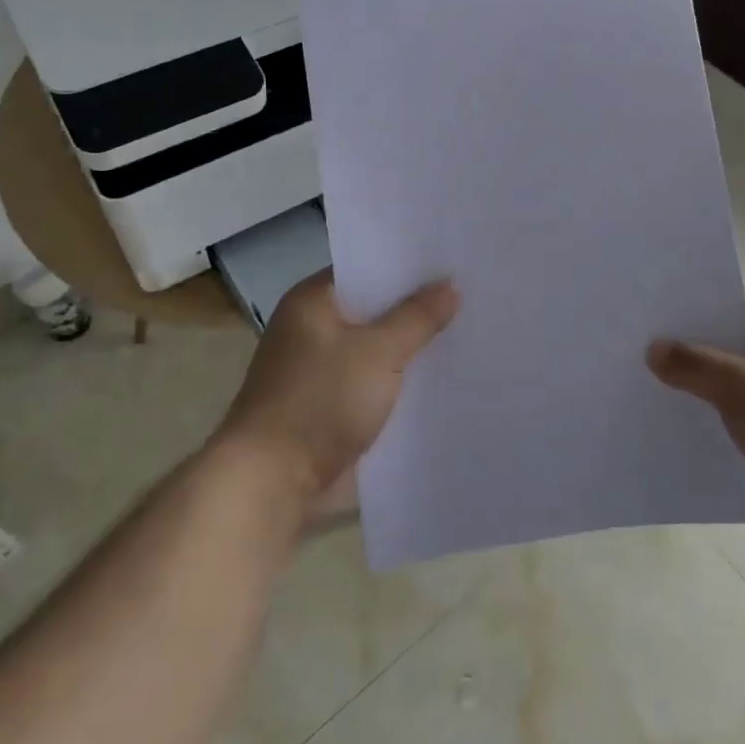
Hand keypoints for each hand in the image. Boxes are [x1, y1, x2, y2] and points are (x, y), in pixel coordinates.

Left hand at [217, 269, 458, 508]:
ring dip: (411, 348)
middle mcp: (313, 329)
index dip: (407, 265)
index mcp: (313, 302)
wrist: (274, 483)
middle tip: (471, 295)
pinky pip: (375, 383)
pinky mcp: (332, 406)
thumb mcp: (379, 352)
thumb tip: (451, 284)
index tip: (451, 260)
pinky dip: (401, 382)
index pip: (366, 268)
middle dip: (417, 308)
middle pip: (375, 309)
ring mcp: (321, 370)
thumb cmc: (320, 401)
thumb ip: (417, 317)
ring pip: (378, 349)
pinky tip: (443, 378)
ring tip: (468, 332)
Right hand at [647, 296, 744, 554]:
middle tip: (630, 352)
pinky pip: (743, 420)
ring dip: (699, 391)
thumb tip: (653, 348)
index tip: (642, 315)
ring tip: (643, 390)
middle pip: (728, 345)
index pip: (728, 304)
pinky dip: (717, 422)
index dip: (687, 308)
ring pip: (733, 386)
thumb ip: (695, 365)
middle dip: (686, 352)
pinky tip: (679, 430)